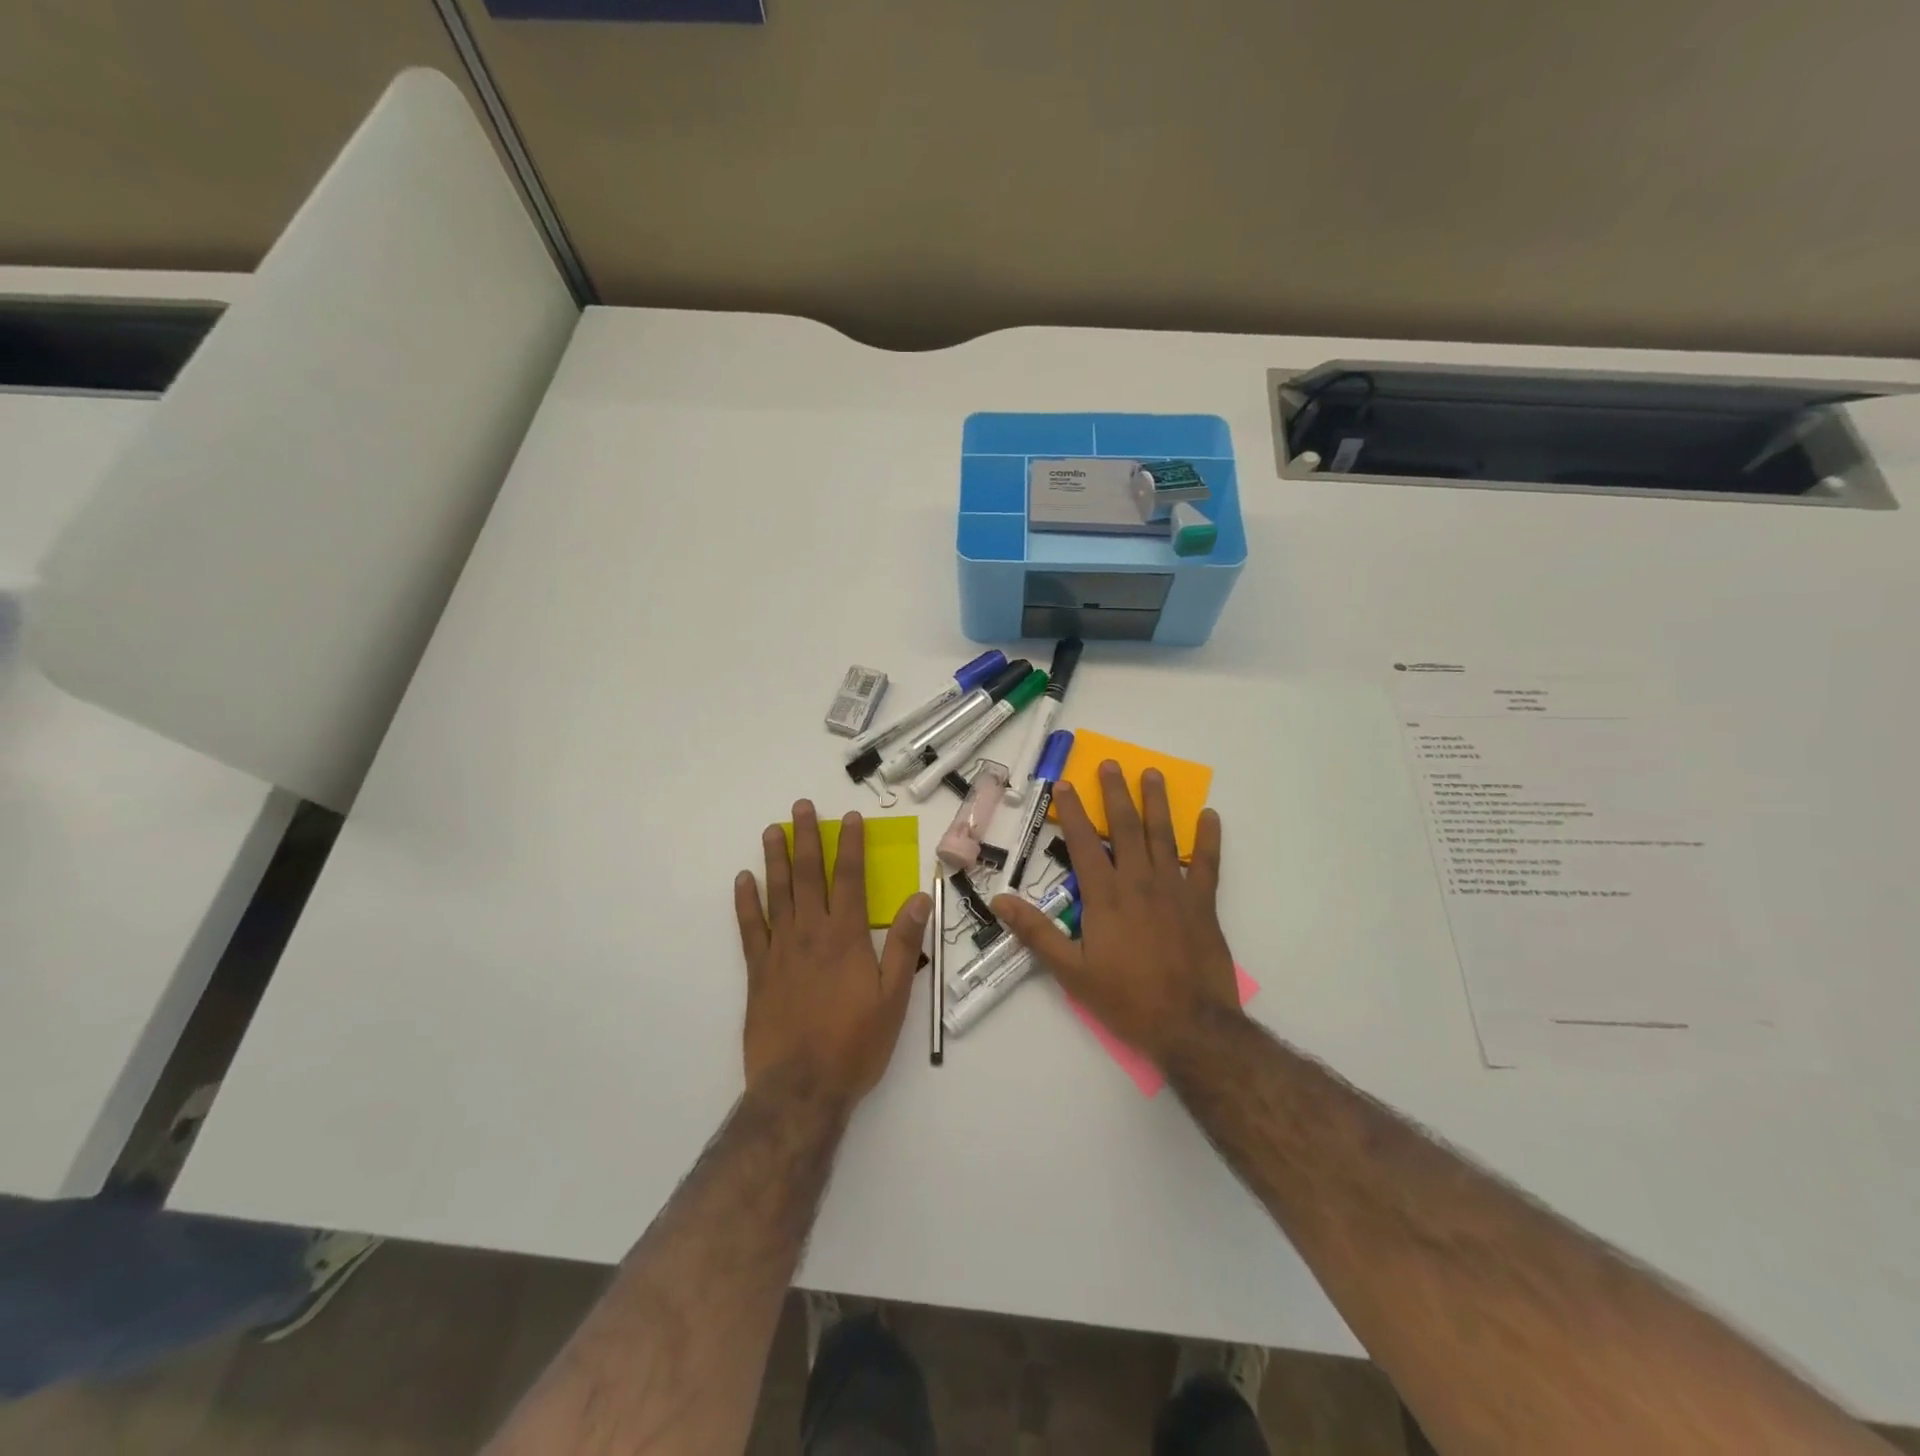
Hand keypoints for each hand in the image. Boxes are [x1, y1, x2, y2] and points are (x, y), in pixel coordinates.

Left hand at [735, 802, 931, 1106]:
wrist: (801, 1088)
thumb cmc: (855, 1044)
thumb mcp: (893, 997)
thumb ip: (903, 944)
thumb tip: (919, 898)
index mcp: (845, 937)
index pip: (848, 878)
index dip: (849, 845)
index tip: (849, 818)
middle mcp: (810, 934)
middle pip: (807, 876)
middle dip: (807, 838)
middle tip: (801, 807)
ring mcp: (779, 950)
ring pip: (776, 893)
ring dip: (775, 859)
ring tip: (772, 830)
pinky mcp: (757, 972)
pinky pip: (749, 928)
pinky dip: (745, 902)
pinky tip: (743, 881)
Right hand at [992, 762, 1239, 1066]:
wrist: (1190, 1025)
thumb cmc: (1126, 999)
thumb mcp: (1071, 972)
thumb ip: (1036, 933)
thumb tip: (1000, 900)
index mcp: (1105, 896)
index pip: (1082, 843)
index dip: (1071, 812)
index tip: (1065, 785)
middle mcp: (1139, 882)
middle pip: (1125, 827)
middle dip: (1115, 793)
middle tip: (1111, 764)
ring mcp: (1175, 889)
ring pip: (1163, 835)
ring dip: (1157, 802)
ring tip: (1152, 774)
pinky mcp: (1203, 903)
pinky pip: (1208, 864)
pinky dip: (1209, 838)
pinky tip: (1210, 816)